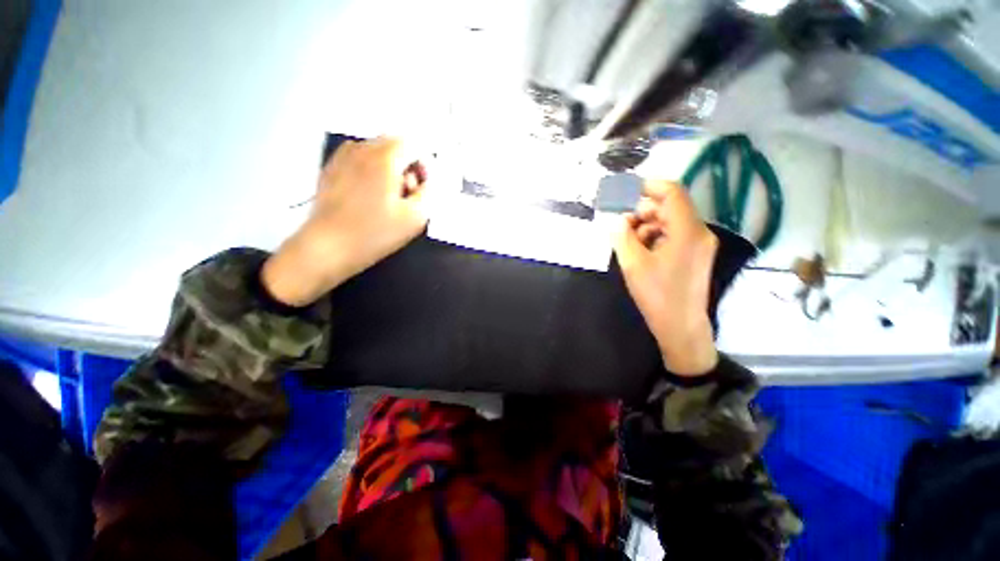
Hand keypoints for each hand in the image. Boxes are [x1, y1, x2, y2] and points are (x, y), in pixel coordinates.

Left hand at [262, 137, 429, 305]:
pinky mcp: (332, 169)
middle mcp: (362, 150)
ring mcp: (343, 157)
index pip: (413, 145)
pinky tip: (369, 197)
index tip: (422, 187)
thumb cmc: (374, 233)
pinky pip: (360, 160)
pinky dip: (372, 172)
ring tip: (388, 198)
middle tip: (407, 195)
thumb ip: (429, 193)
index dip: (424, 165)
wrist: (328, 246)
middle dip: (407, 166)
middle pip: (395, 145)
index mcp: (384, 159)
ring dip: (390, 169)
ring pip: (377, 152)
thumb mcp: (415, 217)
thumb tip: (429, 181)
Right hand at [615, 180, 718, 375]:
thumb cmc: (657, 295)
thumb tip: (617, 219)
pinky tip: (641, 250)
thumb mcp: (633, 263)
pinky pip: (674, 235)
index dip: (648, 186)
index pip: (671, 192)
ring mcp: (699, 244)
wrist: (681, 327)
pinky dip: (655, 236)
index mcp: (687, 231)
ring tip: (628, 241)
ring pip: (670, 221)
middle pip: (670, 207)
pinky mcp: (695, 255)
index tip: (625, 191)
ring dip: (647, 225)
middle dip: (643, 210)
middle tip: (621, 223)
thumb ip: (622, 235)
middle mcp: (699, 232)